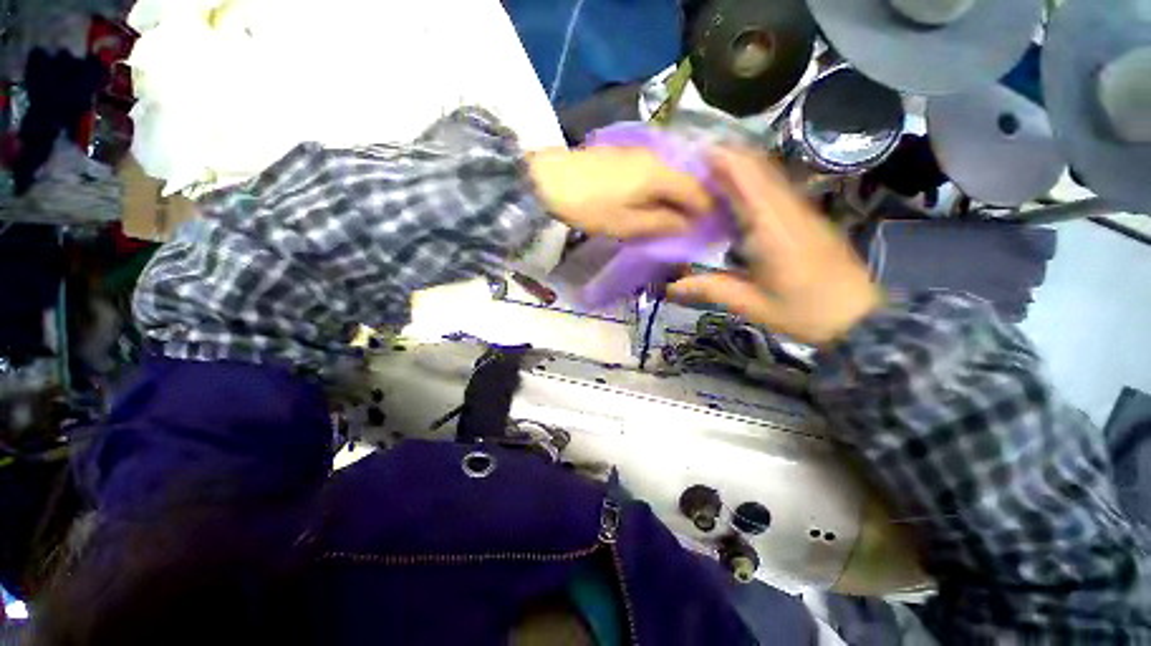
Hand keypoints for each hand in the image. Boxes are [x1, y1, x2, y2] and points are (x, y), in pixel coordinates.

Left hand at [528, 147, 712, 238]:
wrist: (549, 180)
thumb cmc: (589, 206)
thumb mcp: (626, 224)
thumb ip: (661, 223)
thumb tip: (687, 226)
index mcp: (661, 174)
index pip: (698, 190)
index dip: (707, 210)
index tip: (711, 228)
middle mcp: (657, 156)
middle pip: (687, 179)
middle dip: (694, 202)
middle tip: (695, 224)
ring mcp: (640, 151)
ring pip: (671, 174)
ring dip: (678, 195)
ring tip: (677, 216)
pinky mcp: (625, 153)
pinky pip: (655, 170)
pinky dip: (662, 187)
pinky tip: (656, 200)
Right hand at [667, 149, 881, 346]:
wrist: (857, 316)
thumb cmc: (805, 311)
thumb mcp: (752, 305)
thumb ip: (710, 290)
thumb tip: (670, 288)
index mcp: (773, 227)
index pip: (747, 177)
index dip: (721, 159)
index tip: (692, 154)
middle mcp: (788, 209)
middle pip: (758, 167)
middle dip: (725, 158)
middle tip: (691, 163)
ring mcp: (799, 210)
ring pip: (767, 174)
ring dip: (737, 167)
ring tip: (704, 173)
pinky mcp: (804, 217)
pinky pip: (773, 188)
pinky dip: (750, 182)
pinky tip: (731, 195)